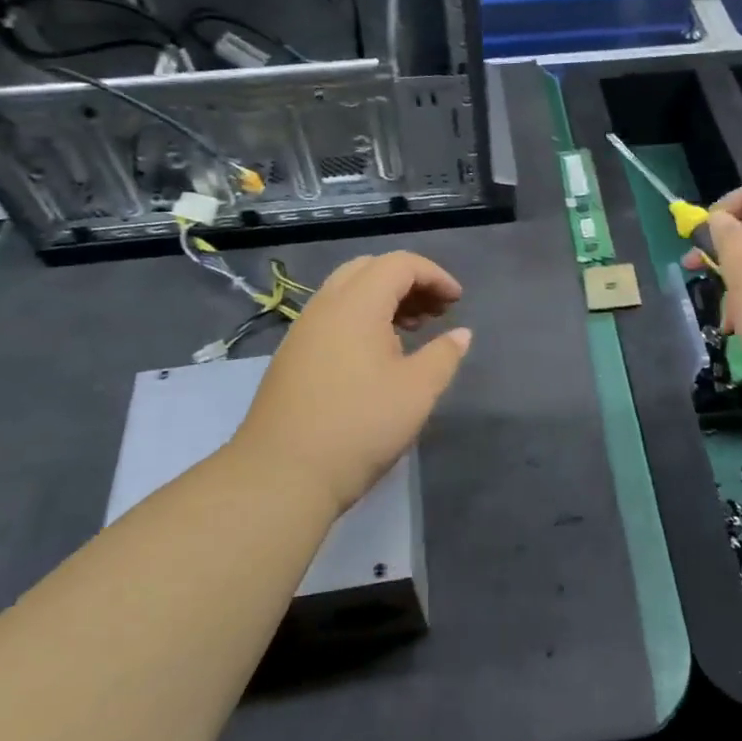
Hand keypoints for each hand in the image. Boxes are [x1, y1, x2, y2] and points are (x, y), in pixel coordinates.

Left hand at [236, 251, 470, 516]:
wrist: (281, 475)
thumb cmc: (358, 426)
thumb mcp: (417, 391)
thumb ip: (444, 355)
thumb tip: (460, 334)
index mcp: (356, 304)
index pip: (399, 264)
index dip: (434, 275)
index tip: (457, 301)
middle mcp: (325, 306)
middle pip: (370, 269)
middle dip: (408, 281)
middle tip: (435, 311)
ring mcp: (303, 331)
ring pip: (348, 292)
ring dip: (385, 299)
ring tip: (413, 331)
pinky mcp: (292, 356)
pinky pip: (333, 316)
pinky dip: (363, 318)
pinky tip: (379, 355)